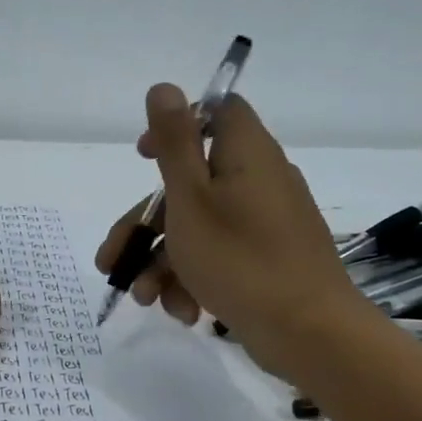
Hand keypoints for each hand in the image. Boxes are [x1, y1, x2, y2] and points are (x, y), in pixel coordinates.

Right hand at [95, 84, 361, 375]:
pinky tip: (183, 312)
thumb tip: (163, 87)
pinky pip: (221, 255)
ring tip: (145, 300)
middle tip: (112, 260)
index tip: (143, 157)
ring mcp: (266, 223)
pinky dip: (195, 278)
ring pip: (199, 227)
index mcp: (246, 154)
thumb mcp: (192, 199)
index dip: (176, 127)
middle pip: (190, 185)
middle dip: (145, 225)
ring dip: (164, 262)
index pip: (215, 113)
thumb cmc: (240, 259)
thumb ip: (174, 142)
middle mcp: (259, 180)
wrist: (309, 333)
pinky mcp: (268, 258)